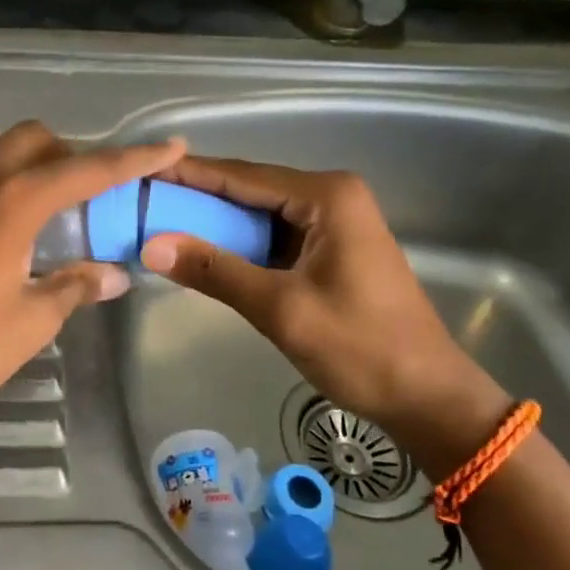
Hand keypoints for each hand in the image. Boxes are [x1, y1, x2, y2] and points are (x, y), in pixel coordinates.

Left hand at [0, 121, 184, 440]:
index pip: (87, 170)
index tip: (168, 145)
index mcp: (11, 204)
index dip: (133, 158)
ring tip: (17, 195)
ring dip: (7, 155)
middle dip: (64, 154)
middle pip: (29, 138)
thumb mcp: (29, 324)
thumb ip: (73, 288)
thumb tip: (114, 274)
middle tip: (76, 195)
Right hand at [139, 157, 508, 469]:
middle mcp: (332, 197)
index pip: (242, 176)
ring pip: (260, 214)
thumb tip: (150, 244)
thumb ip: (215, 270)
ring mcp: (334, 223)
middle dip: (198, 197)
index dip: (189, 174)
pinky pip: (275, 236)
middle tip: (143, 201)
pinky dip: (240, 244)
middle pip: (250, 190)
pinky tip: (205, 251)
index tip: (142, 172)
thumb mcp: (280, 309)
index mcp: (326, 197)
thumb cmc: (360, 349)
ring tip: (160, 222)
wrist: (428, 398)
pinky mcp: (331, 249)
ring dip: (217, 223)